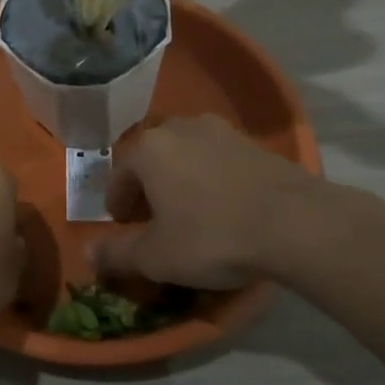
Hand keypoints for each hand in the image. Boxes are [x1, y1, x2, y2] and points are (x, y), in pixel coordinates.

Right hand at [90, 115, 365, 289]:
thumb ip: (117, 254)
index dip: (117, 203)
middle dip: (147, 187)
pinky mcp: (253, 143)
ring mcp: (220, 130)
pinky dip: (211, 178)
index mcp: (148, 148)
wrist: (296, 223)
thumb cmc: (212, 236)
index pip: (118, 173)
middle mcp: (179, 127)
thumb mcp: (156, 257)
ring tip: (190, 212)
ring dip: (179, 179)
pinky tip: (224, 206)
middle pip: (151, 158)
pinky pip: (217, 158)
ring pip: (185, 154)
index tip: (123, 227)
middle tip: (153, 219)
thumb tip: (88, 255)